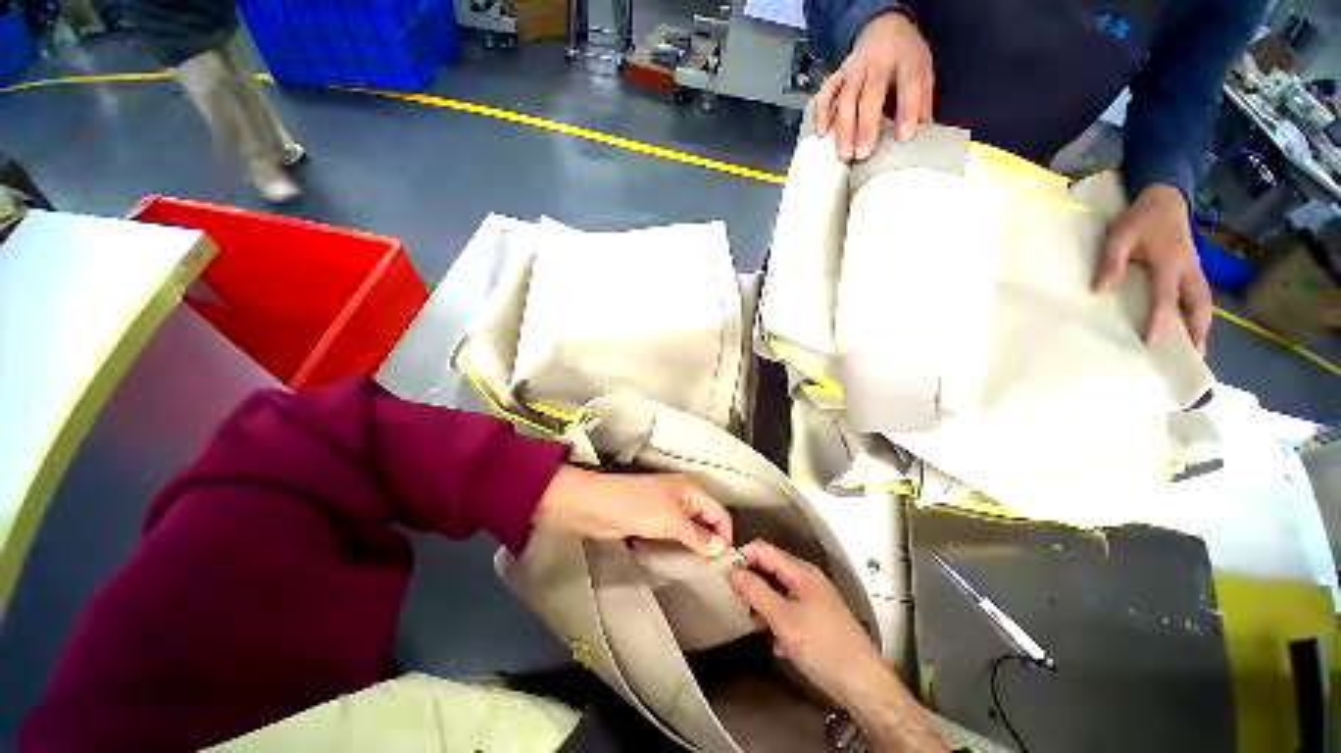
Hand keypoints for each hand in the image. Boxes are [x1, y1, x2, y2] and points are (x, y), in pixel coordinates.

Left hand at [534, 467, 731, 555]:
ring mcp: (668, 507)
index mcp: (692, 489)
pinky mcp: (655, 519)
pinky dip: (682, 543)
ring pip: (692, 527)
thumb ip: (699, 536)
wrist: (598, 506)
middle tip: (714, 569)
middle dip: (712, 540)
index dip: (725, 535)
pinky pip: (676, 532)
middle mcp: (684, 496)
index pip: (720, 513)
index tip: (724, 562)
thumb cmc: (638, 507)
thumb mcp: (673, 522)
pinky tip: (683, 558)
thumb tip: (722, 548)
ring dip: (697, 543)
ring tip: (701, 567)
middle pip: (708, 518)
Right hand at [728, 542, 945, 751]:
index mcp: (800, 571)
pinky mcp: (817, 617)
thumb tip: (732, 571)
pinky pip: (789, 608)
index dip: (742, 557)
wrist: (862, 683)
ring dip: (764, 606)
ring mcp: (814, 598)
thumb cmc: (821, 646)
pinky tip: (777, 644)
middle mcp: (807, 578)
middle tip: (741, 607)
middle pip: (770, 569)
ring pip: (778, 591)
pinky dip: (778, 620)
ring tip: (759, 628)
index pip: (762, 549)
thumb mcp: (782, 619)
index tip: (725, 576)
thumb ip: (755, 591)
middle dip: (753, 585)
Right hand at [815, 11, 933, 161]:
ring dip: (844, 128)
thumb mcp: (923, 72)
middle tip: (863, 154)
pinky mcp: (838, 75)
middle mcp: (877, 63)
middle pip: (870, 95)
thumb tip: (924, 134)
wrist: (884, 27)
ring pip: (846, 98)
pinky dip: (822, 112)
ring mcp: (854, 70)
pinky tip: (822, 133)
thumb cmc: (905, 59)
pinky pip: (826, 93)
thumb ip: (922, 102)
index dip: (907, 110)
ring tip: (845, 155)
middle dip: (866, 126)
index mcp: (906, 60)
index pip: (908, 84)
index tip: (905, 137)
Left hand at [1094, 184, 1212, 354]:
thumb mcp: (1119, 235)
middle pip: (1200, 305)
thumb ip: (1112, 261)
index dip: (1160, 318)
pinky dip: (1199, 315)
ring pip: (1205, 303)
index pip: (1166, 296)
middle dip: (1198, 332)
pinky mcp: (1194, 269)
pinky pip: (1200, 296)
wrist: (1165, 197)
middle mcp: (1189, 270)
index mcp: (1170, 262)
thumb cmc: (1140, 218)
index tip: (1153, 341)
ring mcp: (1195, 269)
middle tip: (1194, 358)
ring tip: (1197, 351)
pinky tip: (1191, 329)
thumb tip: (1101, 290)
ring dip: (1202, 326)